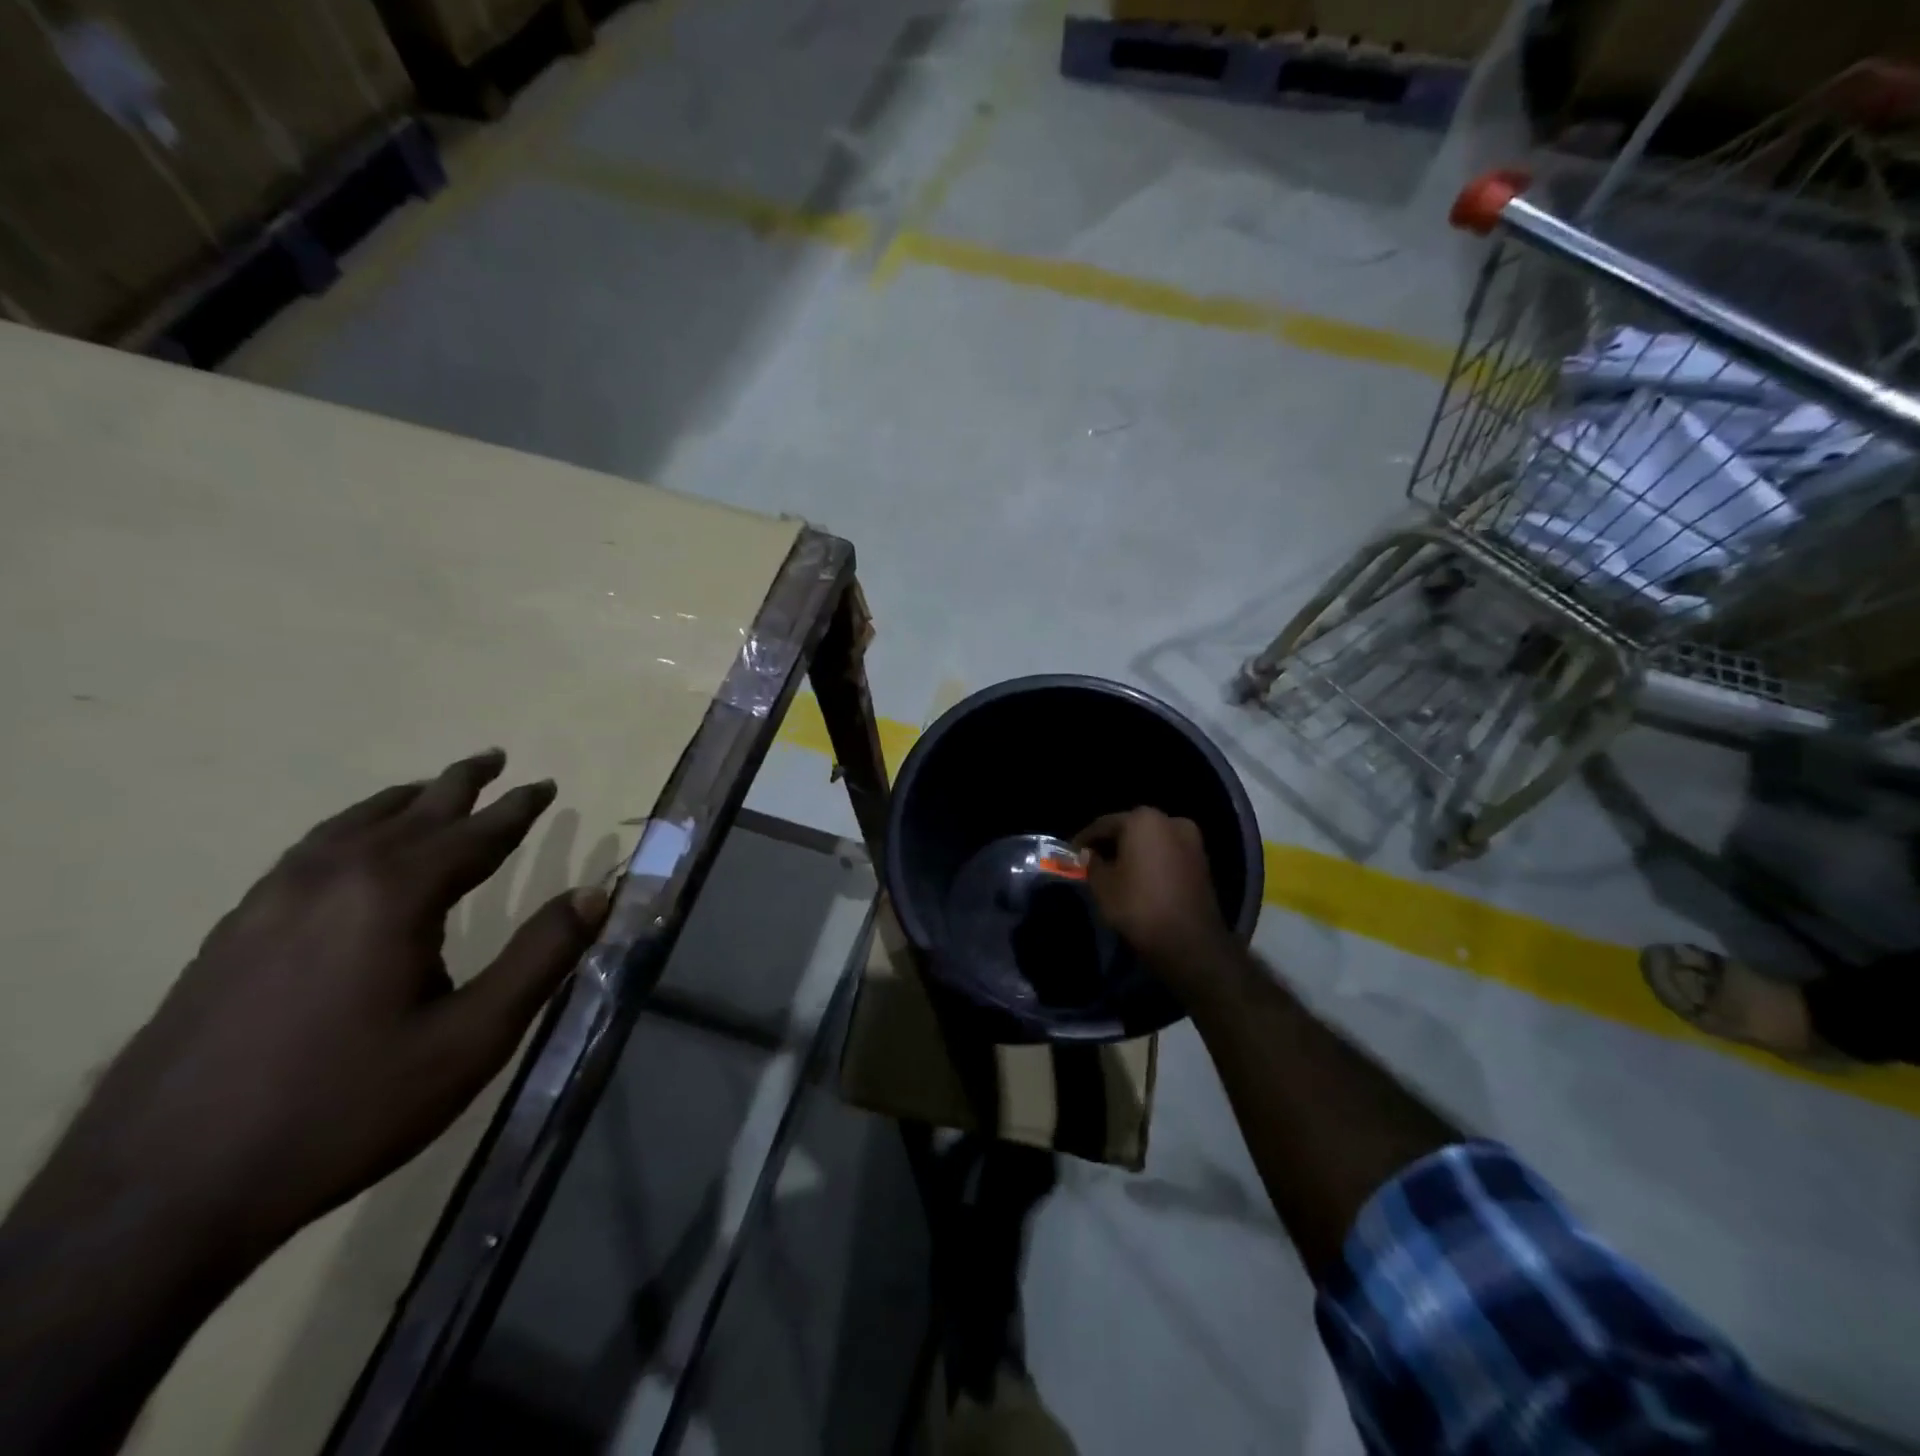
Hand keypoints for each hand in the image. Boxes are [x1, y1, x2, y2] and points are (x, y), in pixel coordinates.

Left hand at [26, 749, 607, 1263]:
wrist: (159, 1194)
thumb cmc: (345, 1109)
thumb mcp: (471, 1039)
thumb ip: (541, 958)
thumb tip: (597, 893)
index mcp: (393, 895)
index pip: (475, 834)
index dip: (517, 808)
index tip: (546, 784)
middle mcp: (331, 879)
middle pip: (410, 813)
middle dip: (459, 784)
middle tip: (493, 758)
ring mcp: (269, 902)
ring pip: (349, 827)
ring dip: (400, 802)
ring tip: (427, 791)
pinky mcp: (230, 934)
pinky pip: (307, 854)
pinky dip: (348, 831)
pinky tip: (347, 850)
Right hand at [1075, 808, 1234, 994]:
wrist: (1190, 943)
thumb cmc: (1139, 906)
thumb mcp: (1103, 886)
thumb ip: (1092, 864)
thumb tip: (1090, 855)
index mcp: (1144, 819)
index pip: (1104, 824)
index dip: (1085, 839)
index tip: (1072, 853)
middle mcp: (1171, 821)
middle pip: (1131, 828)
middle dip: (1111, 844)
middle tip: (1092, 861)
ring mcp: (1192, 841)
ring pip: (1152, 841)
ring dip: (1133, 852)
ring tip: (1114, 871)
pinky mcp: (1202, 862)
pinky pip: (1167, 854)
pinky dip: (1151, 862)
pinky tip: (1138, 878)